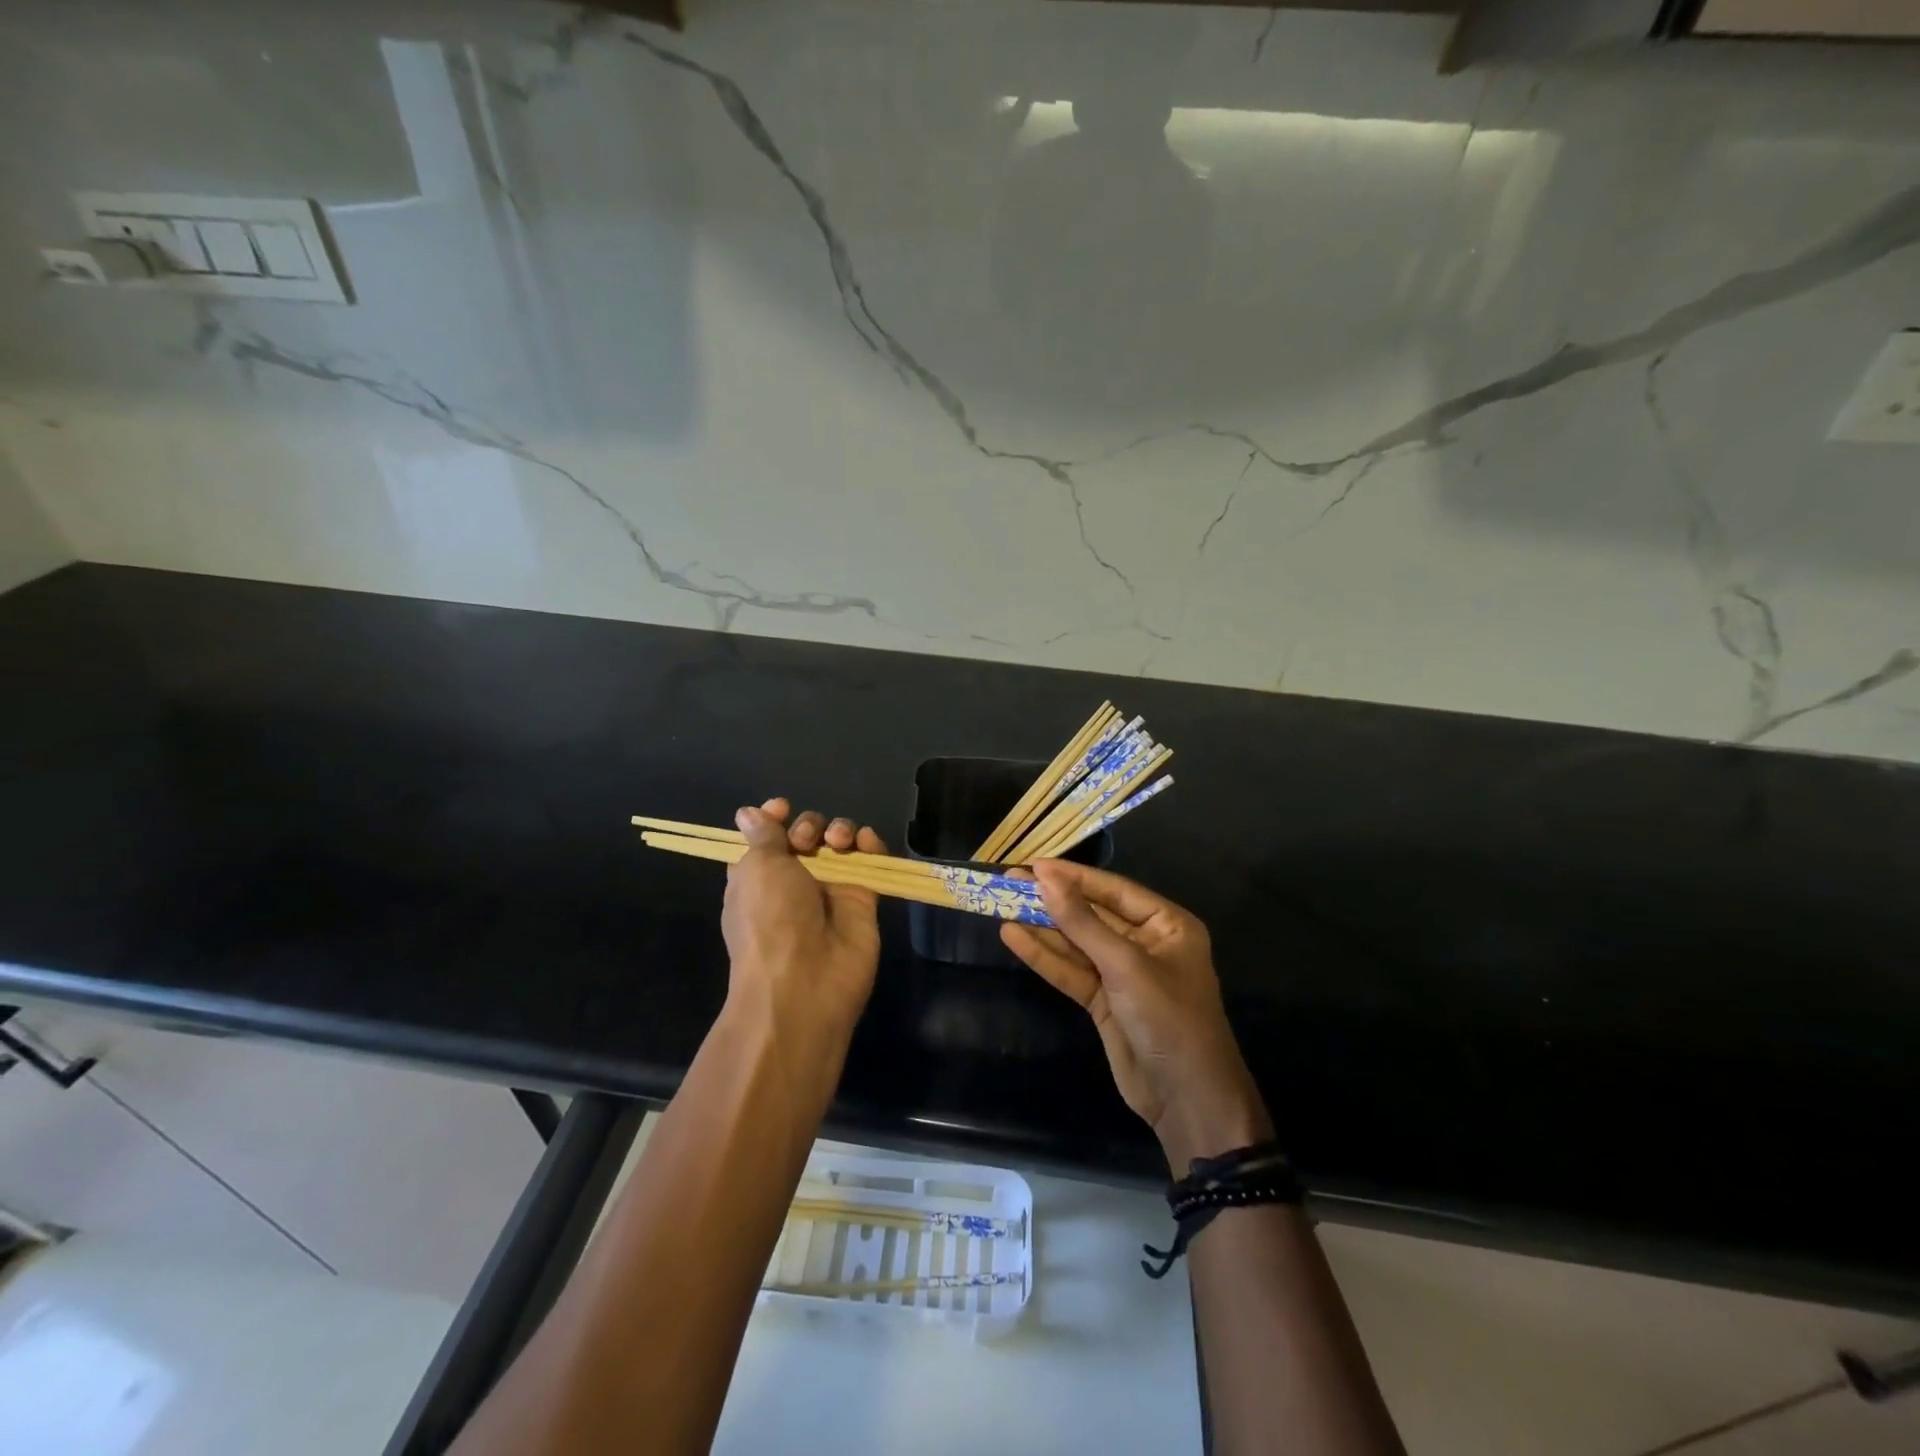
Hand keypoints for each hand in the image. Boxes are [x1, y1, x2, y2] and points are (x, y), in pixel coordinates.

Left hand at [722, 798, 889, 1046]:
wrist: (805, 981)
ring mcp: (830, 889)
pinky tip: (866, 842)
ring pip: (839, 845)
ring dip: (840, 830)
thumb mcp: (757, 868)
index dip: (774, 818)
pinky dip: (871, 845)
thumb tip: (748, 812)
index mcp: (758, 875)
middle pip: (806, 835)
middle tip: (806, 842)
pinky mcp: (862, 899)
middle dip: (808, 826)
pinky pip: (871, 862)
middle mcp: (793, 881)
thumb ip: (762, 835)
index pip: (768, 836)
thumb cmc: (769, 919)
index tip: (782, 808)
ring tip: (838, 842)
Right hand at [1002, 860, 1272, 1172]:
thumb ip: (1082, 922)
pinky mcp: (1103, 1001)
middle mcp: (1145, 943)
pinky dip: (1044, 956)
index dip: (1072, 877)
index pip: (1113, 890)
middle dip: (1053, 900)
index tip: (1033, 865)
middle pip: (1091, 914)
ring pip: (1076, 942)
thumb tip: (1045, 879)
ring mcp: (1122, 974)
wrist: (1187, 1099)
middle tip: (1008, 881)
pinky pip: (1071, 971)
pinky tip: (1013, 937)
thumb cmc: (1168, 1018)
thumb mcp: (1125, 965)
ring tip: (1001, 903)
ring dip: (1042, 926)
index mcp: (1166, 924)